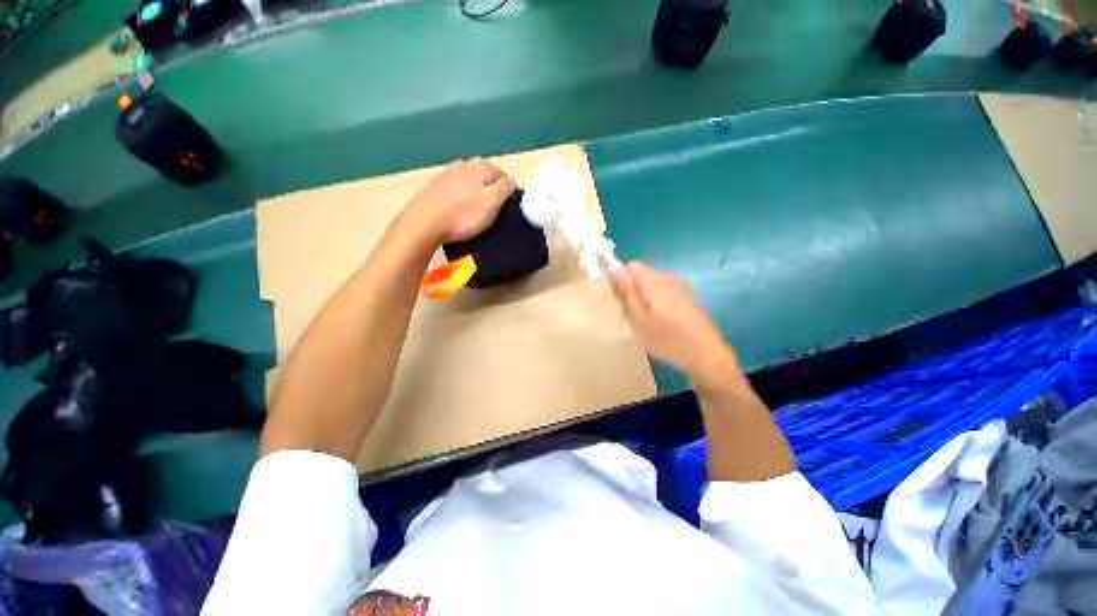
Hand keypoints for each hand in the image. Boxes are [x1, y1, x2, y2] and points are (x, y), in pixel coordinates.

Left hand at [402, 158, 516, 244]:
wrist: (424, 223)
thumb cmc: (463, 215)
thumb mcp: (492, 202)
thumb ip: (505, 188)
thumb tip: (510, 182)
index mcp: (481, 165)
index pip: (505, 177)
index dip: (510, 195)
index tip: (510, 212)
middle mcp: (464, 163)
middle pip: (487, 179)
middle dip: (493, 194)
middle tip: (495, 215)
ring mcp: (448, 173)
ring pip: (472, 184)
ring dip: (478, 197)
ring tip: (477, 215)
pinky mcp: (436, 186)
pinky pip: (458, 191)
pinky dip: (463, 200)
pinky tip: (460, 213)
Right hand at [609, 262, 743, 390]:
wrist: (705, 354)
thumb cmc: (666, 338)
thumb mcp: (638, 318)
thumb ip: (625, 291)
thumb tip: (611, 266)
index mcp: (654, 281)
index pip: (630, 266)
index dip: (621, 281)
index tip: (621, 302)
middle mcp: (667, 278)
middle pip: (641, 275)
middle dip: (632, 292)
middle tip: (631, 316)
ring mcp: (679, 287)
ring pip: (651, 285)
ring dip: (643, 299)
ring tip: (644, 322)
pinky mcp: (686, 298)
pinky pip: (663, 292)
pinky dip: (656, 303)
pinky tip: (660, 323)